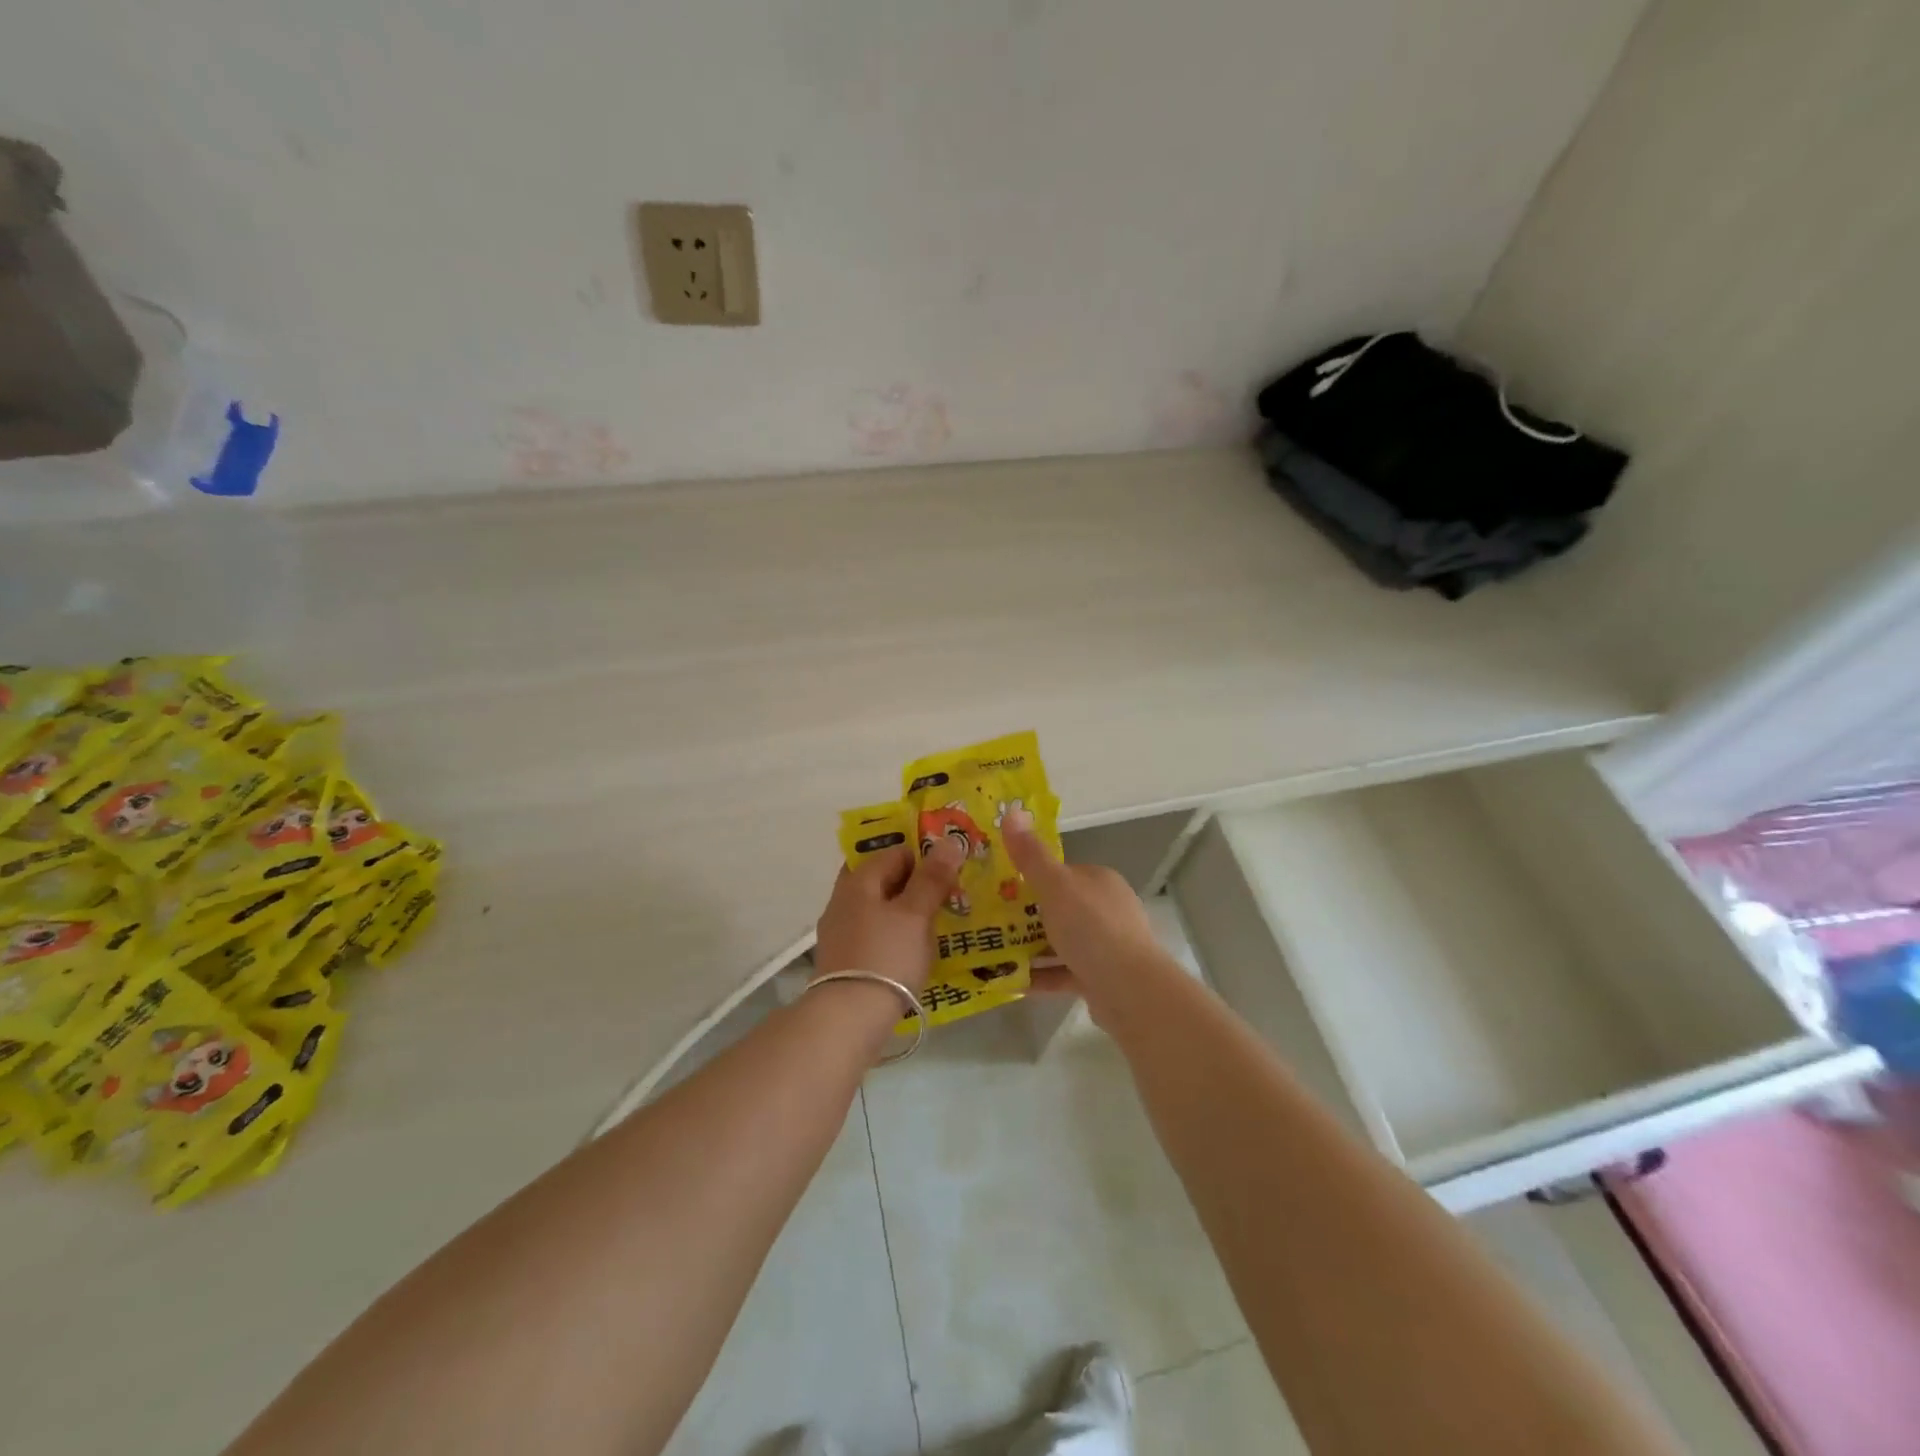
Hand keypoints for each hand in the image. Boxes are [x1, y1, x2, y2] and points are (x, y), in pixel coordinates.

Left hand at [814, 838, 964, 995]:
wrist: (847, 1019)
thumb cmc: (886, 956)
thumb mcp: (915, 914)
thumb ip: (932, 878)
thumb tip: (949, 842)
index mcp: (858, 881)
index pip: (894, 852)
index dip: (924, 856)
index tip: (950, 871)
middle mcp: (843, 899)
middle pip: (883, 879)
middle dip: (914, 883)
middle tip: (947, 895)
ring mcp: (840, 931)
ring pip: (879, 908)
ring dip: (906, 910)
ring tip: (938, 923)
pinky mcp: (844, 960)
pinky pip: (875, 934)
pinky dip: (895, 934)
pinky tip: (915, 950)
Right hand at [1001, 808, 1161, 1012]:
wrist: (1130, 990)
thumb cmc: (1091, 928)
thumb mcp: (1055, 885)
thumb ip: (1031, 855)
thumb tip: (1013, 811)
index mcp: (1099, 881)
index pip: (1062, 873)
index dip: (1031, 877)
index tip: (999, 887)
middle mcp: (1107, 909)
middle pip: (1060, 907)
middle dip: (1026, 915)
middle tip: (990, 920)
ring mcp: (1107, 945)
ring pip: (1061, 941)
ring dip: (1030, 947)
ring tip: (992, 951)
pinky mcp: (1101, 978)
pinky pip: (1064, 972)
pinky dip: (1040, 975)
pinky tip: (1011, 981)